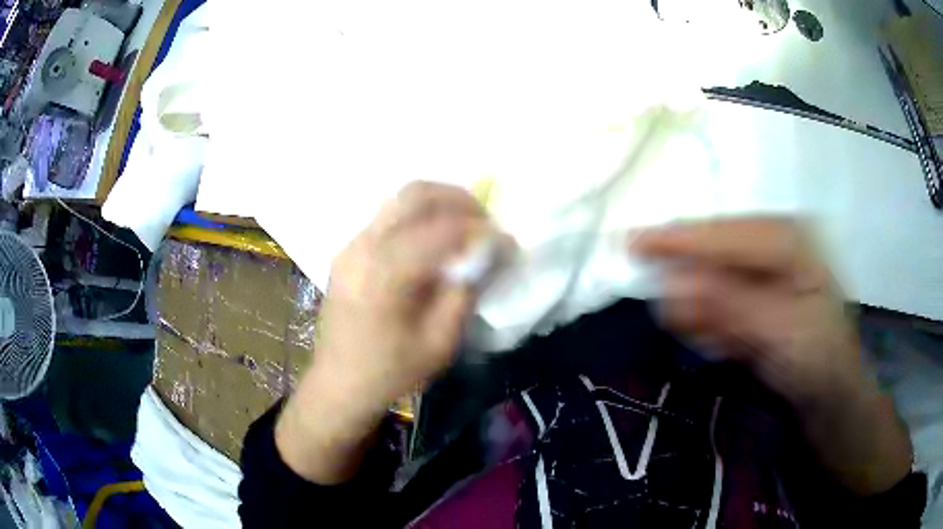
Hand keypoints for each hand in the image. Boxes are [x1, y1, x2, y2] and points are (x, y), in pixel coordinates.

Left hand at [277, 181, 495, 482]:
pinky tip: (433, 243)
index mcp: (385, 274)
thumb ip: (465, 292)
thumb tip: (487, 254)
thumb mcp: (440, 342)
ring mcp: (352, 245)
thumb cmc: (391, 372)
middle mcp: (364, 246)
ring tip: (464, 227)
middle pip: (416, 194)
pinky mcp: (348, 251)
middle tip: (485, 221)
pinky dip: (418, 217)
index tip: (506, 241)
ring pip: (400, 200)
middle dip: (459, 199)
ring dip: (438, 204)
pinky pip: (388, 217)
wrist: (338, 383)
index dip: (480, 229)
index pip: (442, 229)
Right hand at [632, 217, 856, 407]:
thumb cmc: (819, 362)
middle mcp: (775, 241)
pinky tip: (729, 342)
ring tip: (723, 343)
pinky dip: (713, 321)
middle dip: (694, 285)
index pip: (726, 233)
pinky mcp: (755, 289)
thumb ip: (731, 307)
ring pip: (712, 276)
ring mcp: (765, 265)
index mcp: (791, 237)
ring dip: (704, 311)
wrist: (831, 394)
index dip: (679, 240)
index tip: (631, 243)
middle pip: (715, 250)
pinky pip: (718, 298)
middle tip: (681, 322)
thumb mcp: (780, 336)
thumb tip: (674, 284)